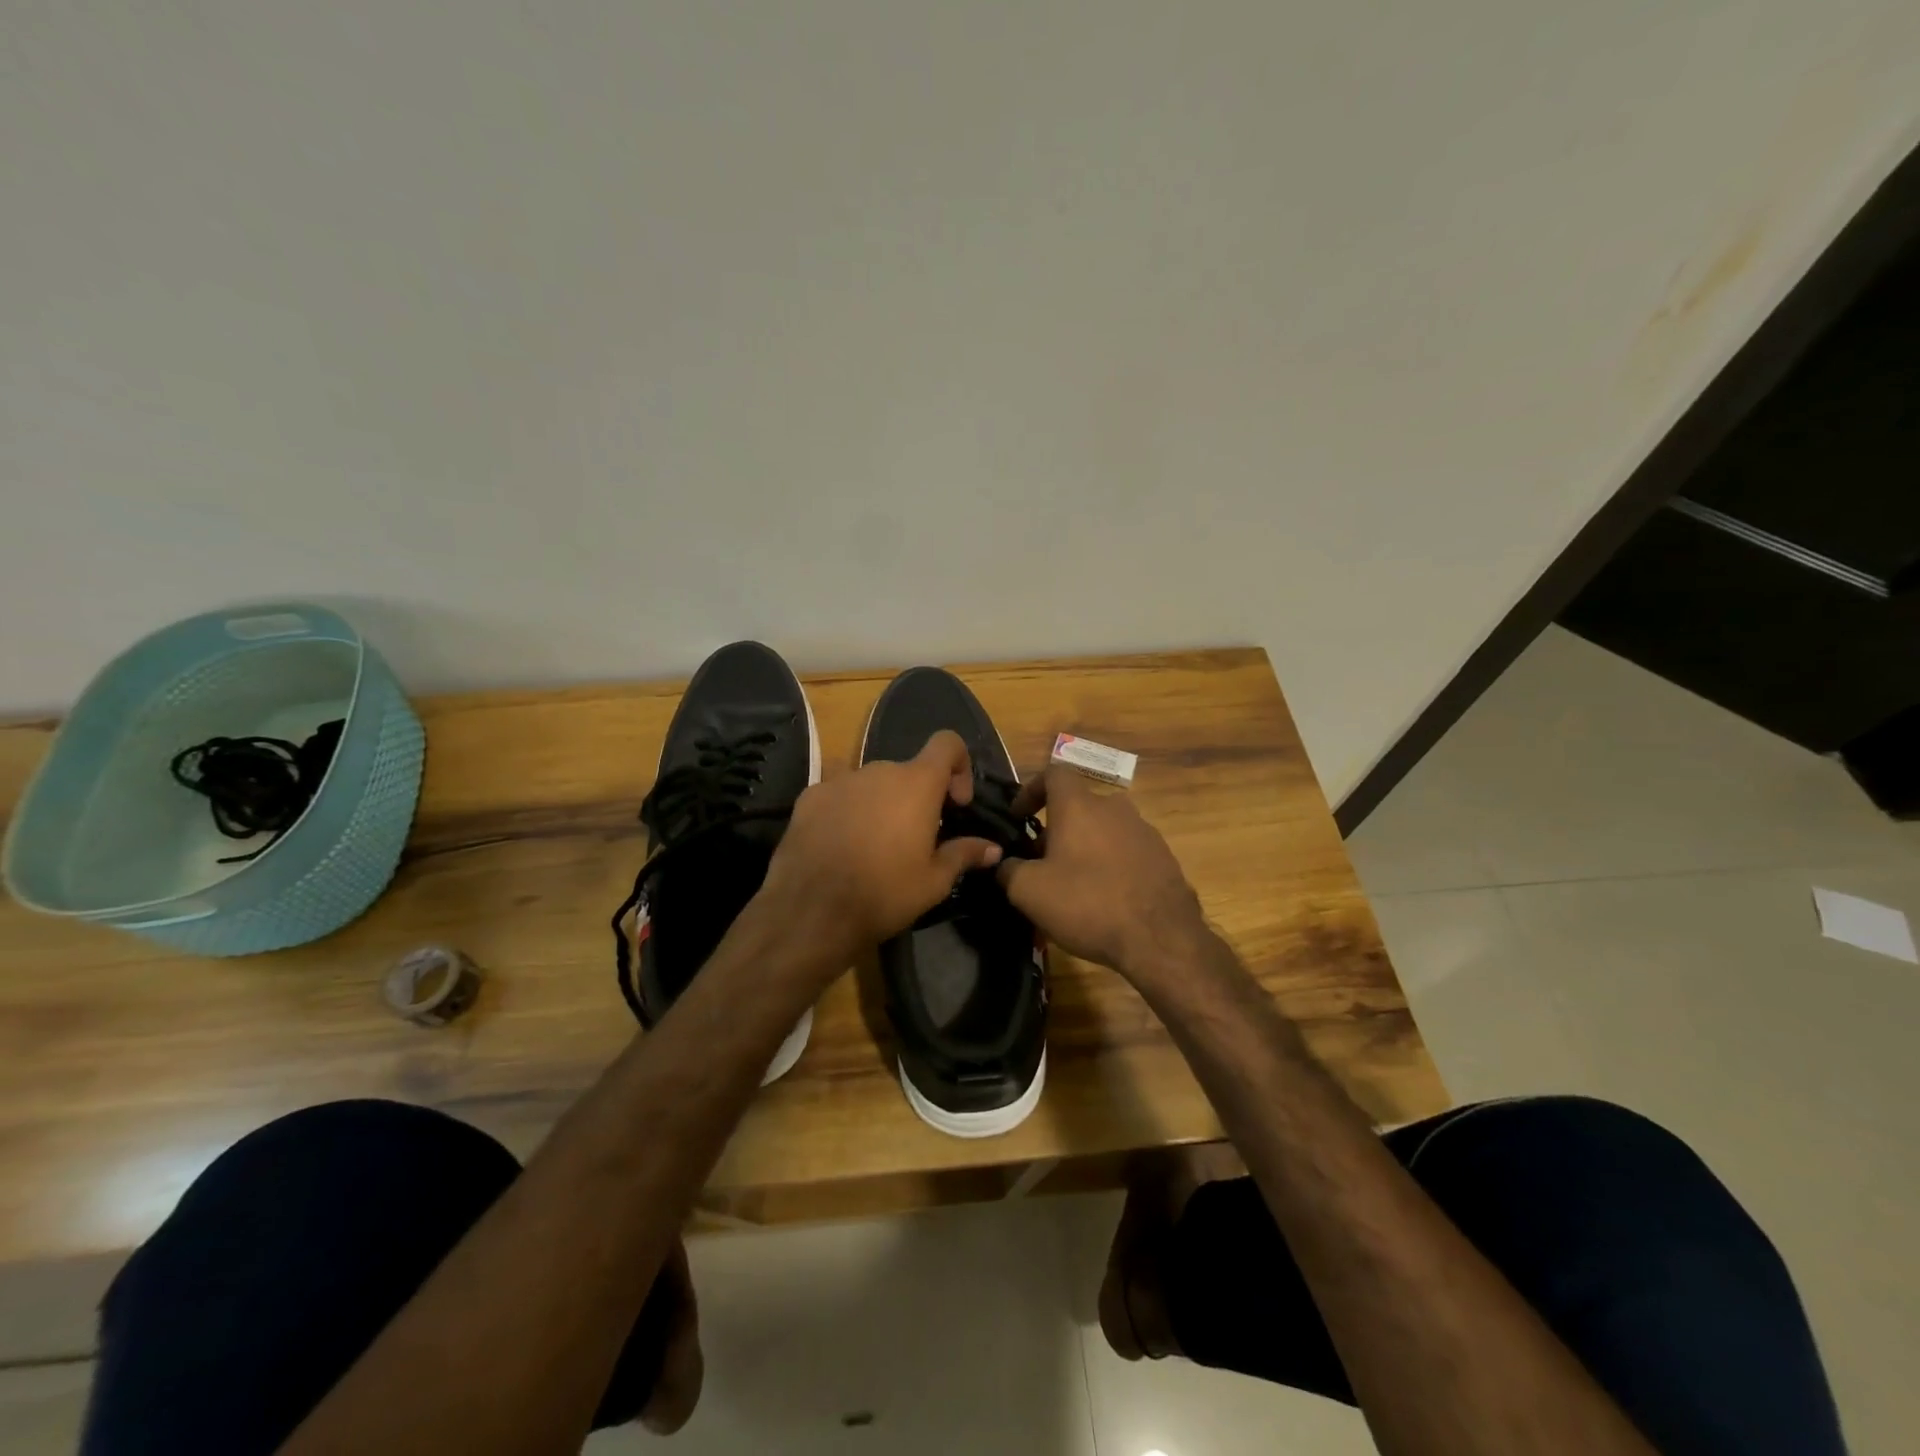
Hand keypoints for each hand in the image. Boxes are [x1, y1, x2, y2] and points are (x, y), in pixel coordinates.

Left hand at [756, 730, 1001, 968]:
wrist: (811, 911)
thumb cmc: (884, 893)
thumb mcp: (934, 881)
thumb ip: (964, 854)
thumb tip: (993, 848)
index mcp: (916, 783)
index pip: (947, 743)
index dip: (958, 766)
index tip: (956, 803)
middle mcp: (879, 770)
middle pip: (907, 770)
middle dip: (917, 797)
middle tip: (916, 838)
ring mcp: (840, 781)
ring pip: (872, 783)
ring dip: (881, 804)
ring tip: (874, 846)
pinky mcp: (809, 797)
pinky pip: (839, 795)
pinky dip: (848, 811)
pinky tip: (841, 846)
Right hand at [997, 767, 1208, 984]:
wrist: (1161, 939)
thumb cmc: (1087, 904)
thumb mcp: (1029, 891)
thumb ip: (1008, 870)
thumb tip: (1003, 863)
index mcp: (1079, 805)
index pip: (1053, 773)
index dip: (1031, 790)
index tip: (1018, 817)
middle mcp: (1114, 808)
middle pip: (1078, 807)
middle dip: (1055, 830)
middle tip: (1040, 864)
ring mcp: (1144, 831)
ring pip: (1103, 831)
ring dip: (1083, 849)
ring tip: (1072, 886)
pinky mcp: (1164, 857)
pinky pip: (1126, 852)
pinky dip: (1109, 866)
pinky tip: (1104, 900)